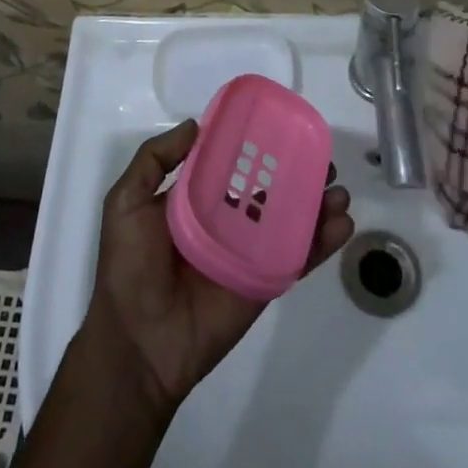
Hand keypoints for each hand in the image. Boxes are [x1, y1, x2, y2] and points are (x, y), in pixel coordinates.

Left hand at [81, 120, 353, 420]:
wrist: (138, 342)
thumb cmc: (128, 266)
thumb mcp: (126, 202)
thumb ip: (154, 159)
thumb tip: (196, 124)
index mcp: (194, 199)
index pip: (230, 164)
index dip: (254, 145)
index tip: (281, 125)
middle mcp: (225, 220)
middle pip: (268, 188)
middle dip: (297, 172)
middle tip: (323, 157)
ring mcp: (248, 252)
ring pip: (289, 220)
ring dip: (317, 203)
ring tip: (339, 189)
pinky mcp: (264, 281)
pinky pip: (297, 257)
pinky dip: (321, 241)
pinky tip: (342, 223)